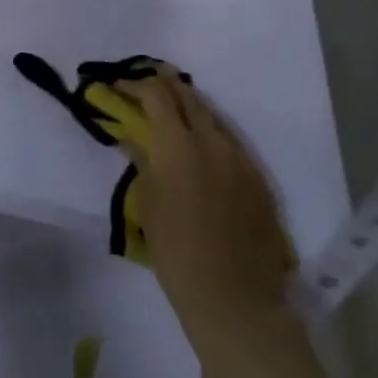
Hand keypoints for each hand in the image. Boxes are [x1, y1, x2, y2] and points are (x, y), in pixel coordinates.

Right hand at [116, 68, 305, 350]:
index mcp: (178, 144)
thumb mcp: (147, 202)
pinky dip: (210, 132)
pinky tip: (202, 144)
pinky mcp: (258, 177)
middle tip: (146, 81)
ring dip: (189, 106)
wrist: (233, 296)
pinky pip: (230, 141)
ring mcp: (240, 157)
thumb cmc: (176, 250)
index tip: (118, 85)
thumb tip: (132, 136)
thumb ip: (142, 160)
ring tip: (172, 108)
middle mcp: (212, 140)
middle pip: (187, 96)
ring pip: (212, 116)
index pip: (156, 96)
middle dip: (164, 84)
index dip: (135, 85)